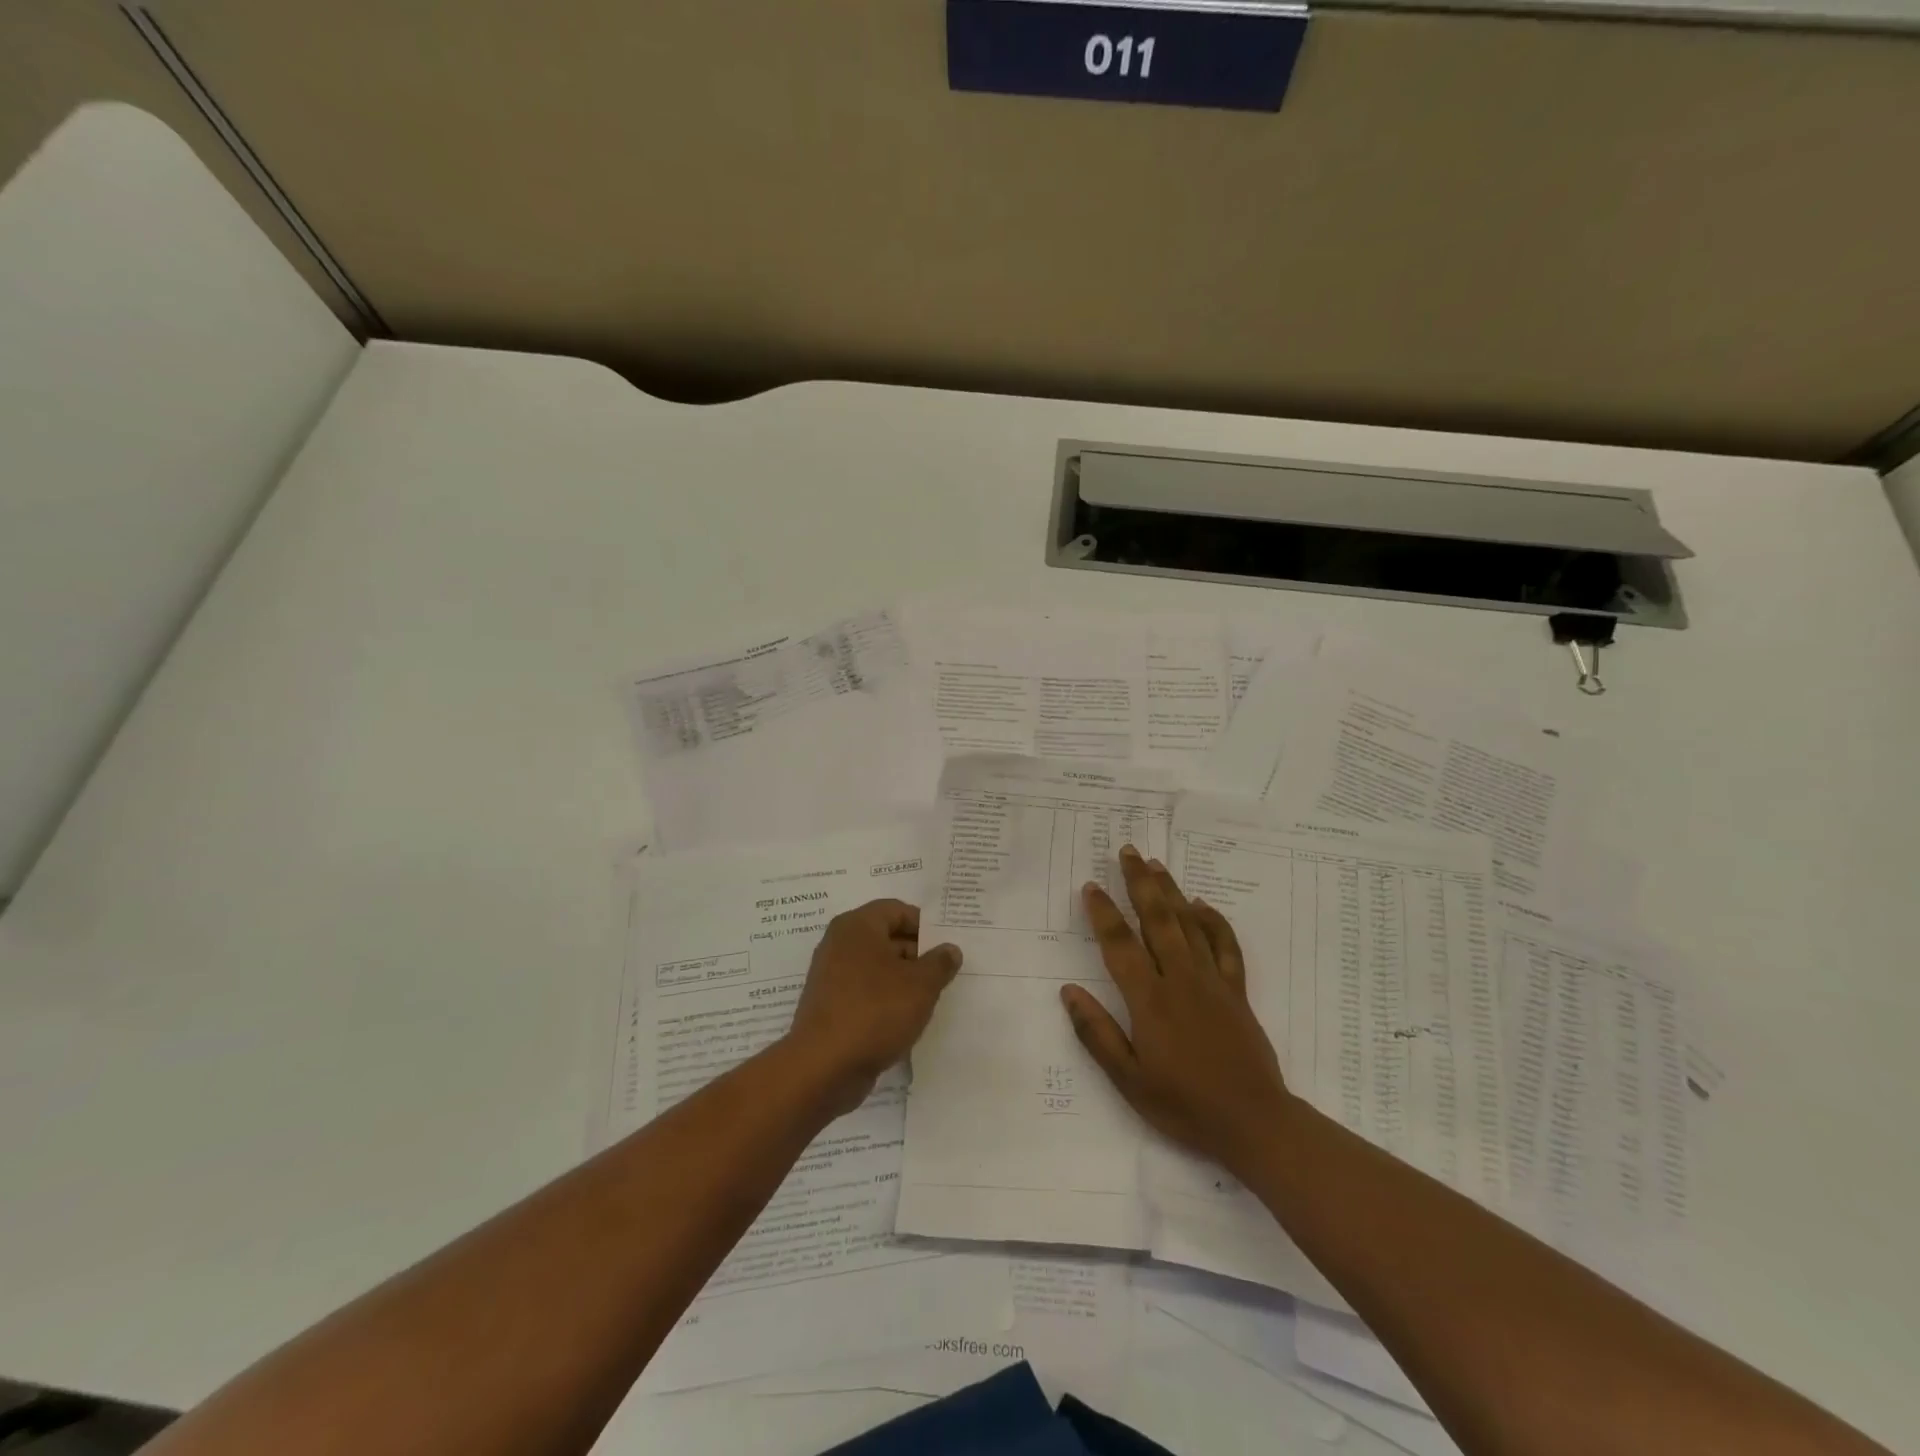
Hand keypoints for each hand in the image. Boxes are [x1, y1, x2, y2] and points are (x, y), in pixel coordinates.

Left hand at [784, 899, 961, 1115]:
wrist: (824, 1068)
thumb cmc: (876, 1011)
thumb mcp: (921, 985)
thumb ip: (940, 963)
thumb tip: (950, 950)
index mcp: (857, 926)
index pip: (897, 910)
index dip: (925, 925)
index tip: (947, 946)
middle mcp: (839, 944)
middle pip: (886, 938)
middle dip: (917, 954)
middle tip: (945, 973)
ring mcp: (831, 976)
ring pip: (876, 968)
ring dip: (903, 980)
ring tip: (930, 998)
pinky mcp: (830, 1006)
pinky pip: (864, 992)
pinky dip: (885, 1000)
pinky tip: (905, 1019)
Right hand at [1061, 846, 1291, 1173]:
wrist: (1253, 1122)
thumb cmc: (1184, 1104)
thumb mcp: (1128, 1080)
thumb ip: (1096, 1033)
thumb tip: (1068, 991)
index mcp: (1150, 1000)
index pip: (1120, 945)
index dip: (1103, 913)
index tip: (1090, 887)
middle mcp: (1180, 979)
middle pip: (1157, 919)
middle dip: (1140, 883)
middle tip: (1128, 851)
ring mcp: (1212, 982)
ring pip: (1189, 924)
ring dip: (1171, 891)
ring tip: (1156, 864)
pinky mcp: (1236, 991)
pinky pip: (1225, 947)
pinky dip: (1214, 922)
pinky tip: (1202, 905)